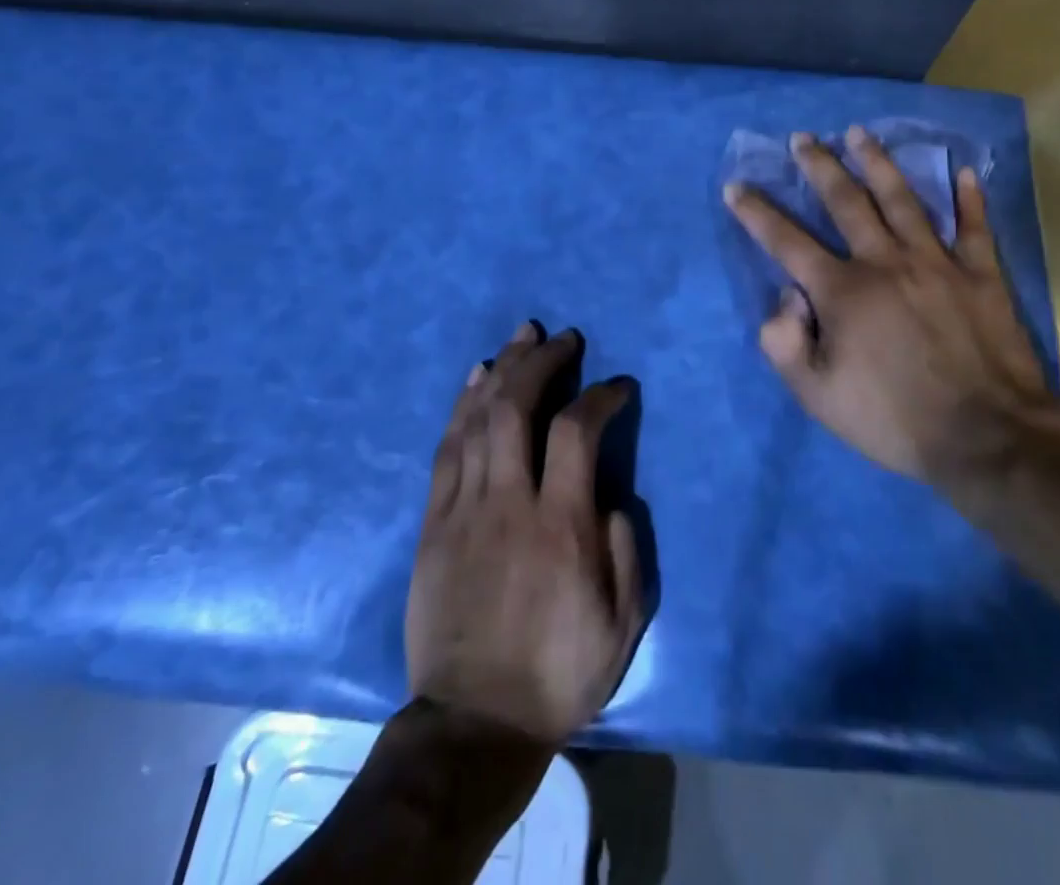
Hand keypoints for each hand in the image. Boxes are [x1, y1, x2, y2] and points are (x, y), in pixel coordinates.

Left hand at [406, 322, 644, 746]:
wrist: (474, 723)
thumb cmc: (558, 674)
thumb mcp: (622, 626)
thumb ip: (626, 550)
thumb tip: (612, 495)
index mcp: (561, 526)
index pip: (578, 432)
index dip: (600, 396)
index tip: (618, 386)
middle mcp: (510, 502)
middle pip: (518, 408)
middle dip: (542, 361)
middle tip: (563, 338)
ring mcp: (464, 508)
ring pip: (479, 418)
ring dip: (503, 369)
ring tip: (522, 336)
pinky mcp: (433, 522)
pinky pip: (447, 449)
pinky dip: (462, 406)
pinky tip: (476, 377)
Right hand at [723, 127, 1055, 503]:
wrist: (987, 438)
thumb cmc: (894, 419)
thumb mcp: (817, 395)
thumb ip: (785, 342)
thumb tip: (787, 296)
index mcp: (842, 291)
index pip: (786, 241)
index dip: (756, 213)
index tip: (736, 186)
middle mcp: (885, 262)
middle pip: (846, 202)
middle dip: (819, 167)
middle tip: (803, 138)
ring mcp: (937, 263)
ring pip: (903, 200)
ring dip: (878, 163)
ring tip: (860, 134)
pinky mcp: (982, 275)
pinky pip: (975, 228)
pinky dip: (970, 199)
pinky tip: (964, 172)